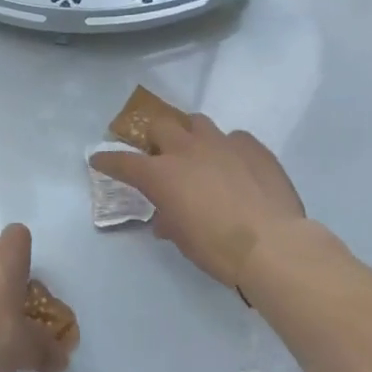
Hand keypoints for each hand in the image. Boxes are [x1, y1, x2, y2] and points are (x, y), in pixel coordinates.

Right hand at [91, 113, 337, 288]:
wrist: (273, 245)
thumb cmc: (218, 249)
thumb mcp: (183, 239)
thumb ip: (170, 221)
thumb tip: (167, 219)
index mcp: (162, 174)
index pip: (123, 162)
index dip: (108, 160)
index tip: (98, 158)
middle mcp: (187, 149)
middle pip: (161, 126)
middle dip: (156, 137)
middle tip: (162, 154)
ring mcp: (221, 142)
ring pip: (197, 122)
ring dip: (191, 134)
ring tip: (199, 152)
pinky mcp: (252, 145)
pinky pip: (234, 137)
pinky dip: (229, 149)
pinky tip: (237, 167)